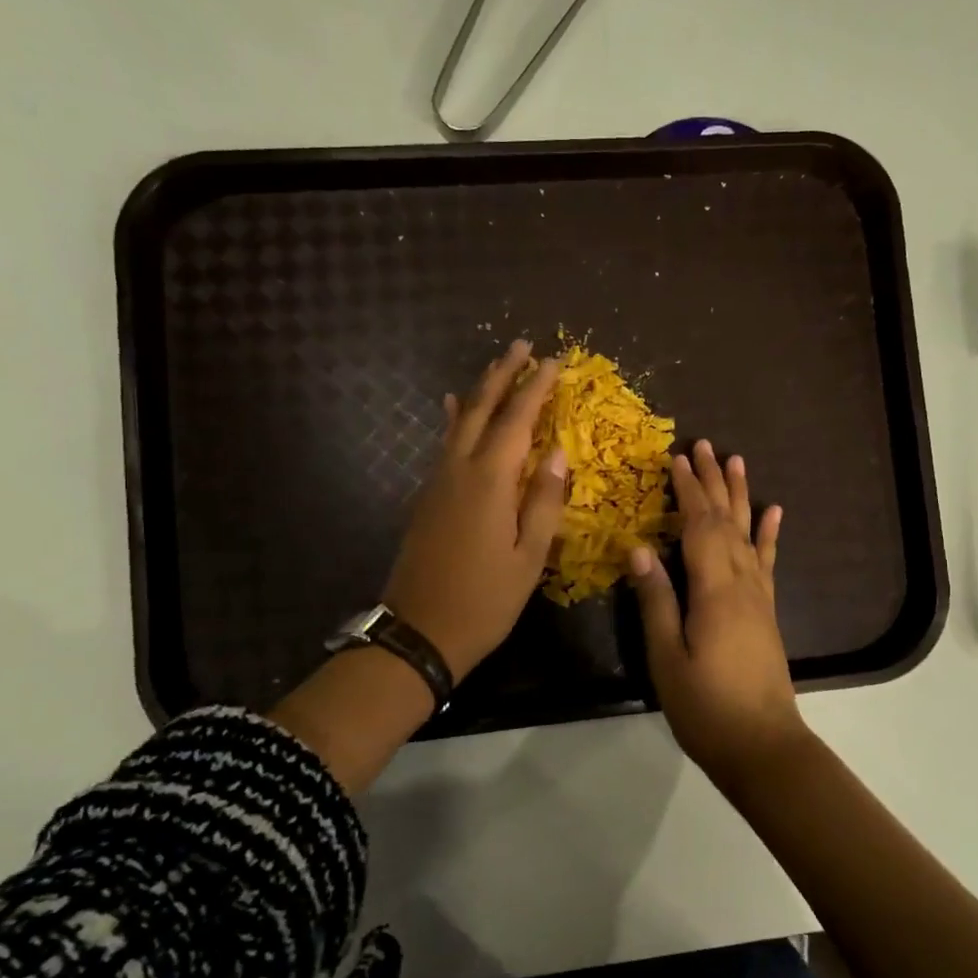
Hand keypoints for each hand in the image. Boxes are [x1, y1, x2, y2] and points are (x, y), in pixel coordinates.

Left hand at [385, 339, 566, 677]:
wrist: (419, 631)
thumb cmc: (485, 600)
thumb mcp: (528, 557)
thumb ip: (544, 501)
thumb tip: (558, 453)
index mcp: (490, 481)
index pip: (517, 420)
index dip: (537, 387)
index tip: (554, 360)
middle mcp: (460, 470)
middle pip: (481, 408)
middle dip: (503, 374)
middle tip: (522, 345)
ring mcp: (438, 481)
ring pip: (460, 421)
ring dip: (480, 390)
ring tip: (497, 366)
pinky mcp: (428, 496)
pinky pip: (445, 443)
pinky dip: (455, 418)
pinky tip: (453, 407)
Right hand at [629, 440, 804, 779]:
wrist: (763, 747)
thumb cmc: (707, 708)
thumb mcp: (668, 659)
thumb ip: (657, 601)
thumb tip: (639, 548)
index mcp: (714, 590)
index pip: (700, 527)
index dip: (688, 490)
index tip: (676, 458)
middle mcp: (742, 583)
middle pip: (726, 520)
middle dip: (713, 481)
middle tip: (704, 444)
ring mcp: (759, 596)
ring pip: (749, 533)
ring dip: (741, 495)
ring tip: (736, 461)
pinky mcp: (766, 611)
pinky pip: (768, 562)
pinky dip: (770, 534)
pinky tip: (774, 512)